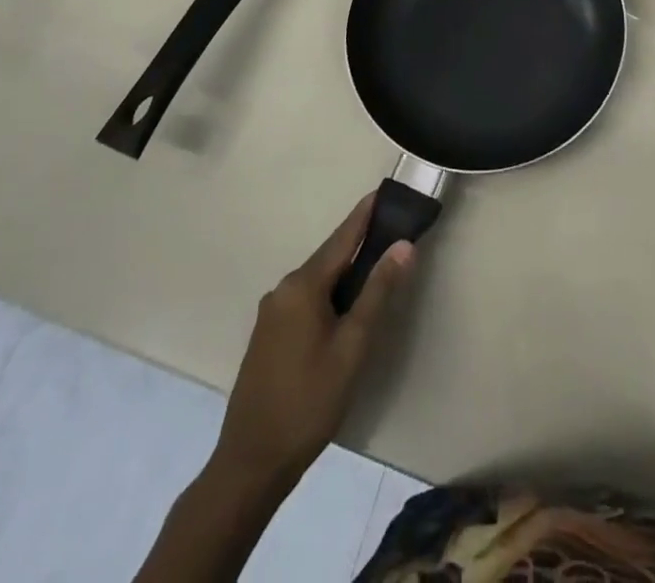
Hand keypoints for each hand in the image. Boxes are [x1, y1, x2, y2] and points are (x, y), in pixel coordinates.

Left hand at [212, 193, 413, 491]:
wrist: (251, 464)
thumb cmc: (309, 402)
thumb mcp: (352, 347)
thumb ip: (377, 292)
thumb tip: (403, 246)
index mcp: (302, 285)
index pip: (343, 237)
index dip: (365, 214)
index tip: (385, 189)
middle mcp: (283, 289)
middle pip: (329, 257)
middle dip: (360, 243)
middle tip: (393, 232)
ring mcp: (272, 313)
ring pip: (318, 280)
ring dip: (346, 272)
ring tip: (377, 268)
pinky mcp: (268, 335)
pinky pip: (305, 299)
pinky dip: (330, 293)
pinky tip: (346, 307)